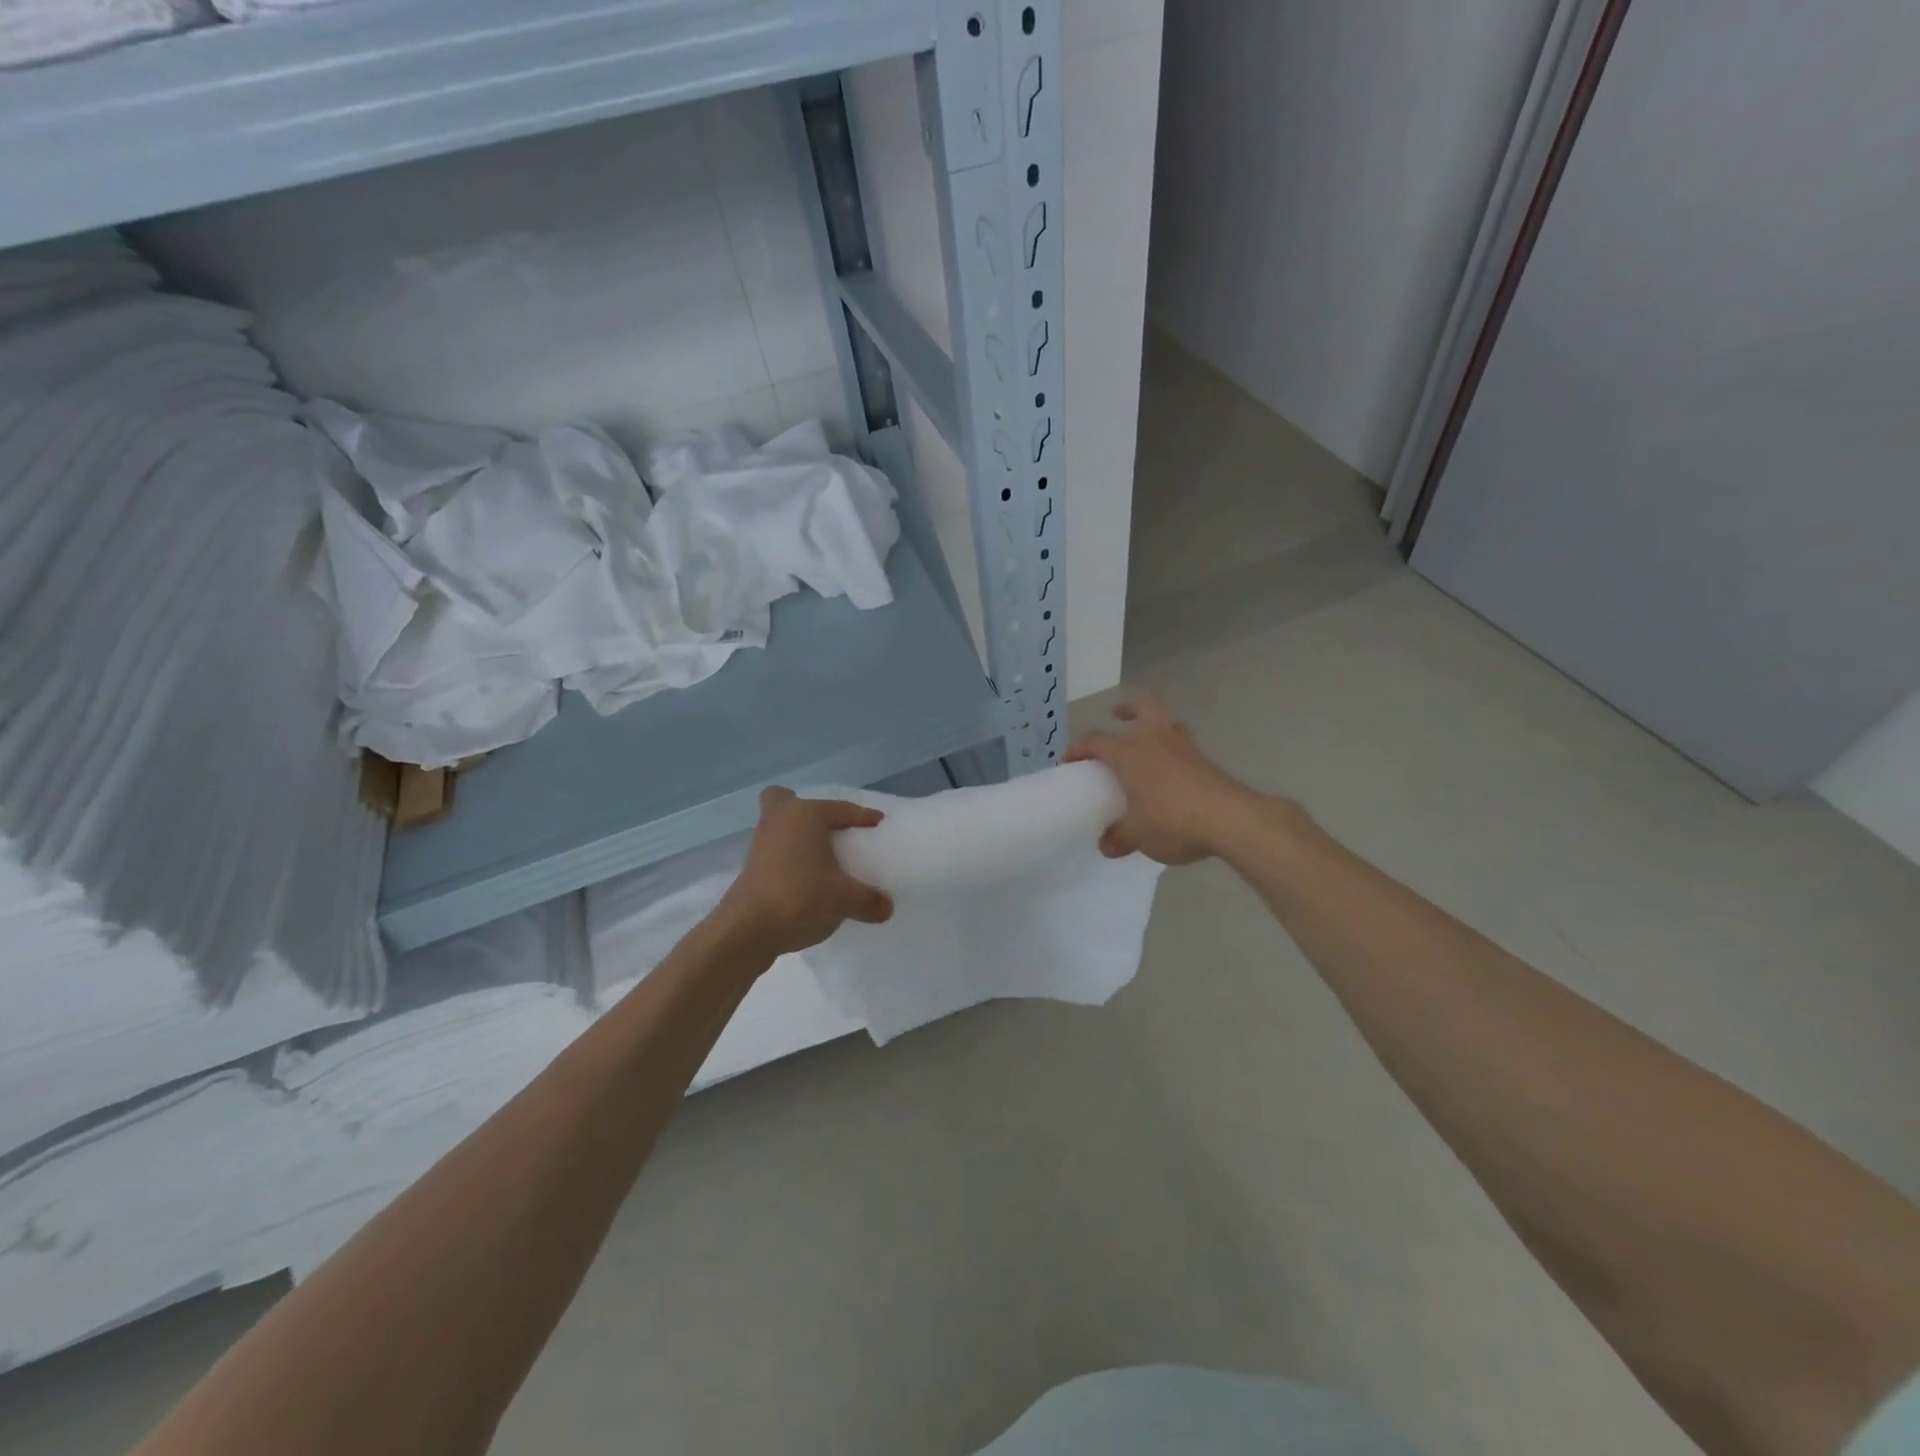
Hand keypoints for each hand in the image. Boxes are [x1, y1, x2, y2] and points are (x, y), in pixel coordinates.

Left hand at [715, 787, 893, 955]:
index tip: (879, 824)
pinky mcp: (751, 869)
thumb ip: (870, 900)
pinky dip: (791, 860)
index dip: (863, 817)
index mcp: (805, 815)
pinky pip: (776, 852)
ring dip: (799, 839)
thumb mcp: (846, 899)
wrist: (748, 930)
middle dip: (805, 810)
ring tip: (825, 861)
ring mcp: (760, 844)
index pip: (841, 809)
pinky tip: (808, 881)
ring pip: (779, 827)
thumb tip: (887, 907)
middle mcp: (779, 821)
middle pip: (785, 800)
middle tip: (829, 829)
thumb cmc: (801, 897)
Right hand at [1065, 690, 1273, 863]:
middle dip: (1129, 708)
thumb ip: (1119, 837)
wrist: (1230, 819)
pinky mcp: (1207, 763)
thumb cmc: (1171, 819)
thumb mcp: (1137, 834)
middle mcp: (1156, 740)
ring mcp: (1185, 749)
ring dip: (1156, 729)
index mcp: (1129, 752)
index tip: (1069, 761)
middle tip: (1118, 716)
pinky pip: (1184, 749)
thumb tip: (1107, 845)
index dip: (1079, 749)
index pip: (1096, 740)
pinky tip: (1170, 778)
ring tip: (1147, 748)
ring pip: (1169, 724)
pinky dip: (1173, 755)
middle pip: (1143, 706)